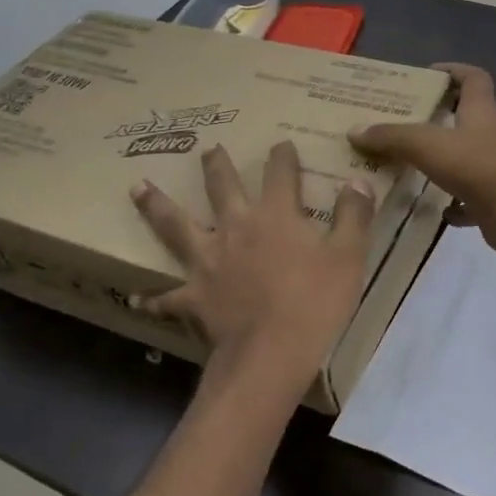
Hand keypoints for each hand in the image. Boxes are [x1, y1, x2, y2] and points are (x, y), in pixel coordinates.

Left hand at [132, 142, 374, 382]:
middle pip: (222, 188)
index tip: (281, 143)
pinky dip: (154, 298)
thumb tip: (358, 181)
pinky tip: (137, 298)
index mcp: (276, 217)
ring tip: (137, 187)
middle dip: (217, 166)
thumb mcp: (349, 256)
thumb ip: (353, 216)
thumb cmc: (316, 302)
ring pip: (176, 226)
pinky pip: (168, 296)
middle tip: (208, 149)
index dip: (282, 157)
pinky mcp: (194, 296)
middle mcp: (236, 229)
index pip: (280, 175)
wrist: (272, 352)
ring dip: (157, 206)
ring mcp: (209, 261)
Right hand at [350, 63, 495, 258]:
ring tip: (407, 164)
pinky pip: (468, 198)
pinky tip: (431, 209)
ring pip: (465, 158)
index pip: (474, 78)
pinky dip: (451, 202)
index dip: (454, 71)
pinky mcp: (492, 199)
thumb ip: (391, 136)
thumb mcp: (427, 144)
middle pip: (467, 117)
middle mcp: (489, 135)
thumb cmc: (477, 166)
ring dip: (441, 160)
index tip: (428, 74)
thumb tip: (355, 130)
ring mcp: (493, 169)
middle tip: (403, 120)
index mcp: (480, 111)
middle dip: (439, 117)